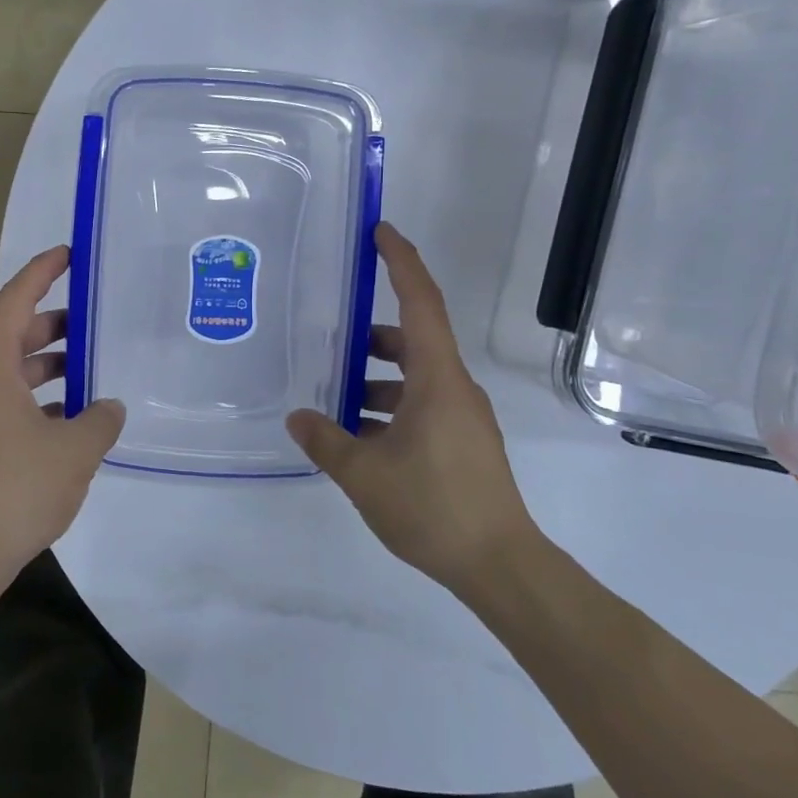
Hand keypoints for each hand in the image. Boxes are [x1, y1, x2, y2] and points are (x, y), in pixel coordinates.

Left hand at [0, 246, 124, 578]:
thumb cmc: (16, 487)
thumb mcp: (75, 449)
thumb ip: (101, 419)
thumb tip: (109, 407)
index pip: (15, 301)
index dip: (41, 273)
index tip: (67, 255)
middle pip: (11, 334)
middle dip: (52, 324)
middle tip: (91, 321)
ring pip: (8, 372)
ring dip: (46, 366)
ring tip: (89, 371)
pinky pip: (4, 402)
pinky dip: (35, 399)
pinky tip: (69, 418)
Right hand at [287, 223, 537, 590]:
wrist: (500, 566)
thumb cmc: (433, 507)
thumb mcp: (364, 474)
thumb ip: (325, 440)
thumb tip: (297, 417)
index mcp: (437, 380)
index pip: (420, 303)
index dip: (401, 262)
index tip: (380, 232)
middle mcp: (455, 389)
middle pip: (412, 341)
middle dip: (370, 337)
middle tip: (328, 339)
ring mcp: (462, 417)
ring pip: (413, 378)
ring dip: (374, 381)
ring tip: (331, 401)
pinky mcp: (462, 443)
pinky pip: (420, 407)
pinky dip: (388, 409)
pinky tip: (357, 437)